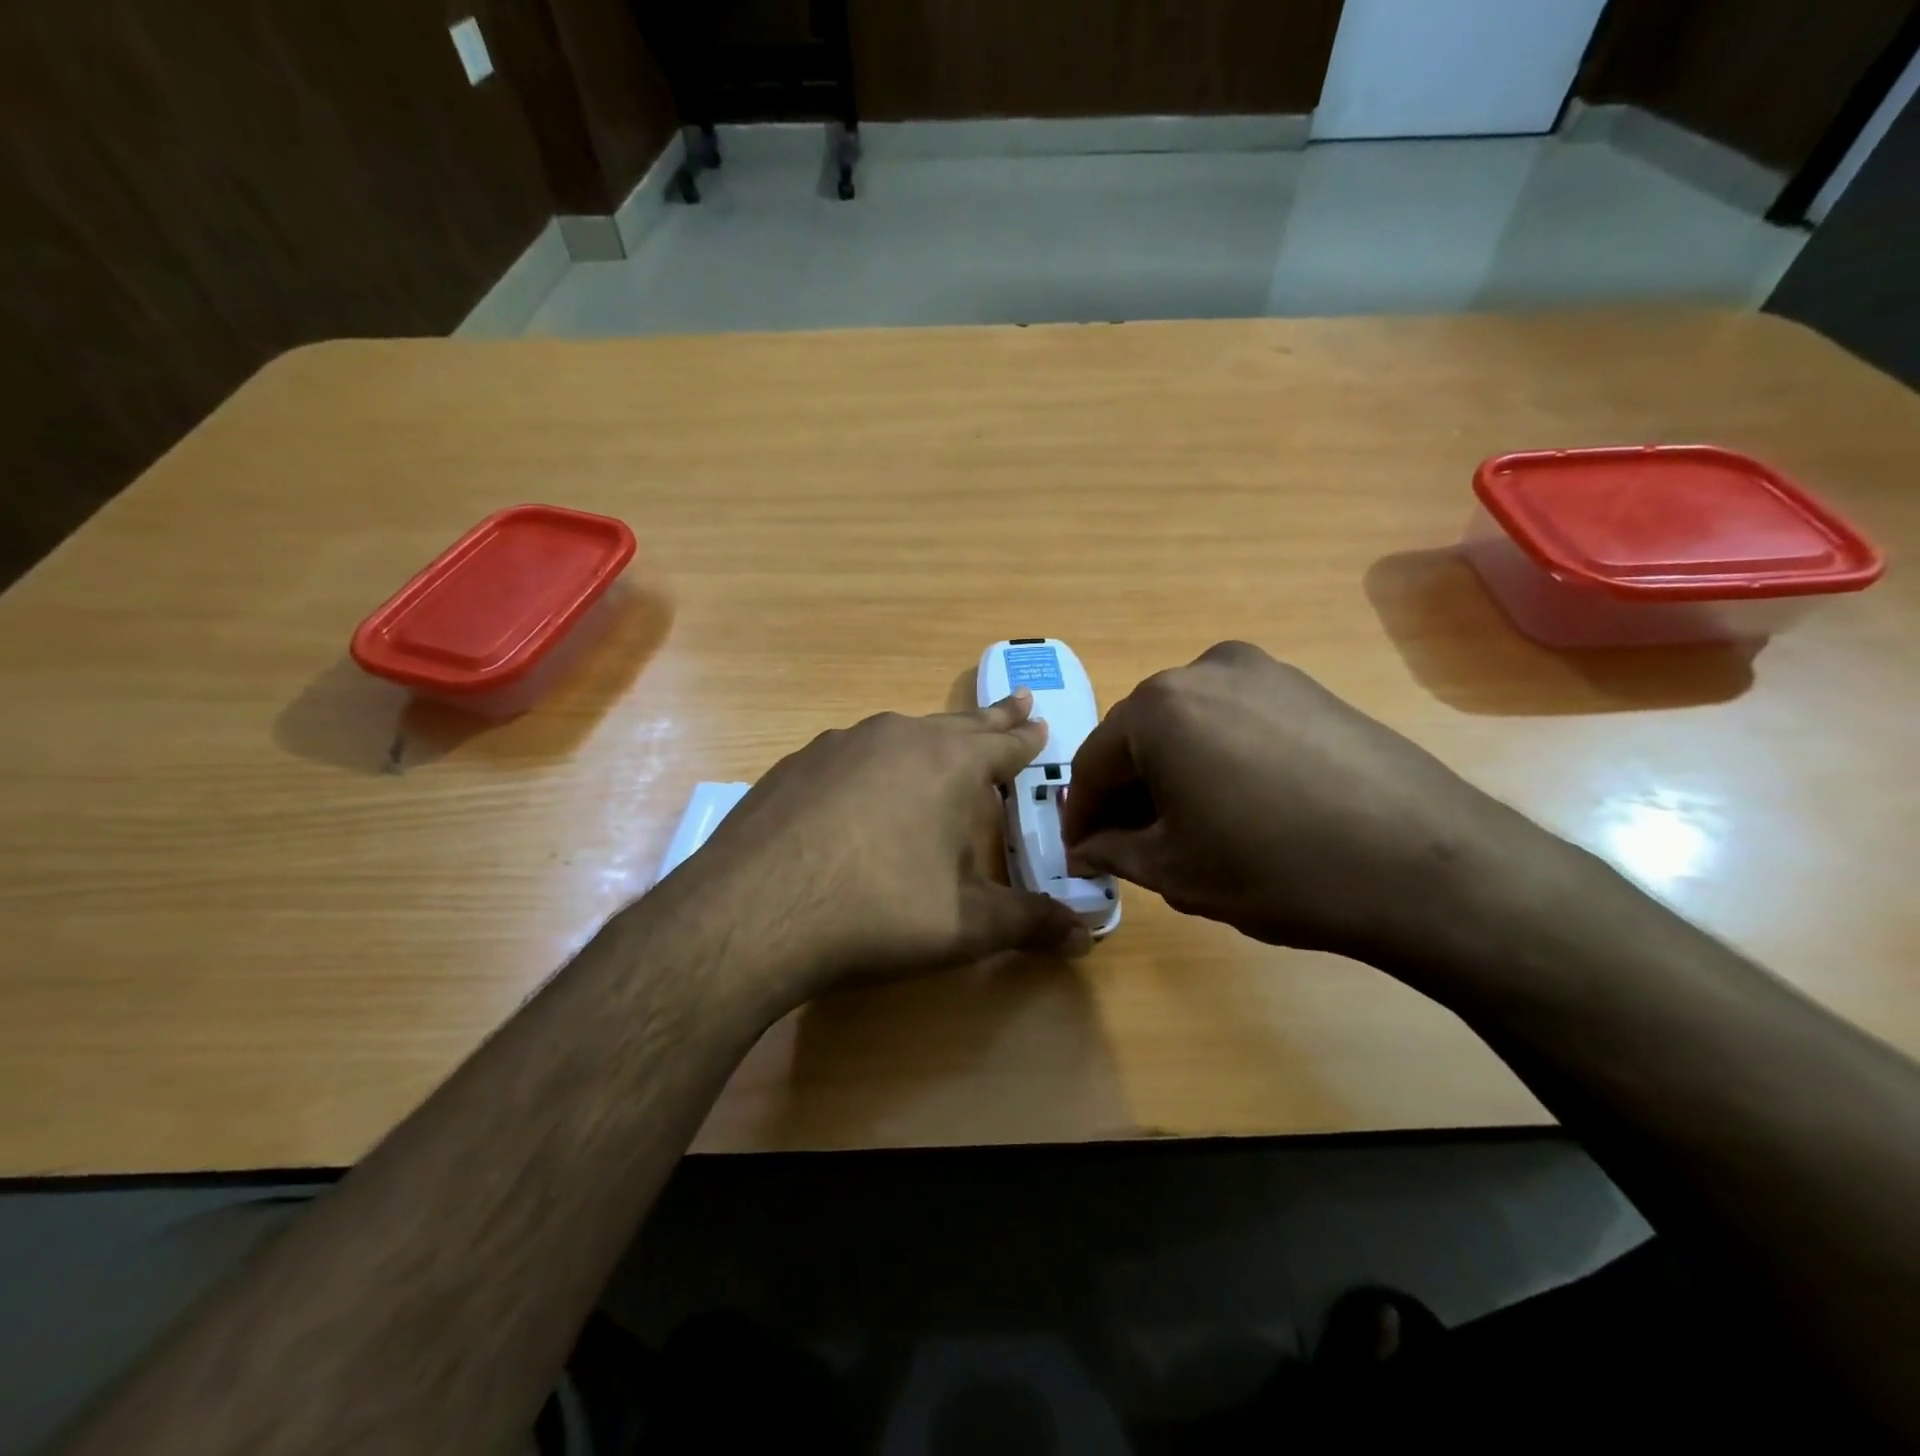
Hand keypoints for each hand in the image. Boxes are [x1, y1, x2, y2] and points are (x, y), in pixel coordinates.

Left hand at [668, 691, 1090, 1009]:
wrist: (753, 912)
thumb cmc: (877, 912)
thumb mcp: (965, 926)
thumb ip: (1029, 923)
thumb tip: (1087, 935)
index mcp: (949, 764)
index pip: (1005, 745)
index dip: (1027, 739)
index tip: (1041, 724)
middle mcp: (898, 737)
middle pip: (959, 724)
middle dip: (992, 718)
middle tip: (1016, 703)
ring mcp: (840, 744)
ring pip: (903, 732)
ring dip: (932, 737)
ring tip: (944, 742)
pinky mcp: (796, 764)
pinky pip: (853, 752)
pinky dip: (875, 761)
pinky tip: (864, 787)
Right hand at [1060, 641, 1541, 965]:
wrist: (1426, 866)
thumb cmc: (1276, 869)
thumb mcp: (1175, 871)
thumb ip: (1113, 851)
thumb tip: (1086, 847)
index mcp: (1159, 707)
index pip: (1094, 762)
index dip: (1081, 813)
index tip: (1081, 852)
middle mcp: (1204, 670)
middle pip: (1140, 736)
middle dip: (1128, 790)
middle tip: (1130, 844)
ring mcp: (1264, 672)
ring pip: (1189, 725)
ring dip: (1172, 772)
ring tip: (1186, 827)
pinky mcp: (1307, 688)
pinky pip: (1236, 721)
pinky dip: (1217, 758)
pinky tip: (1239, 804)